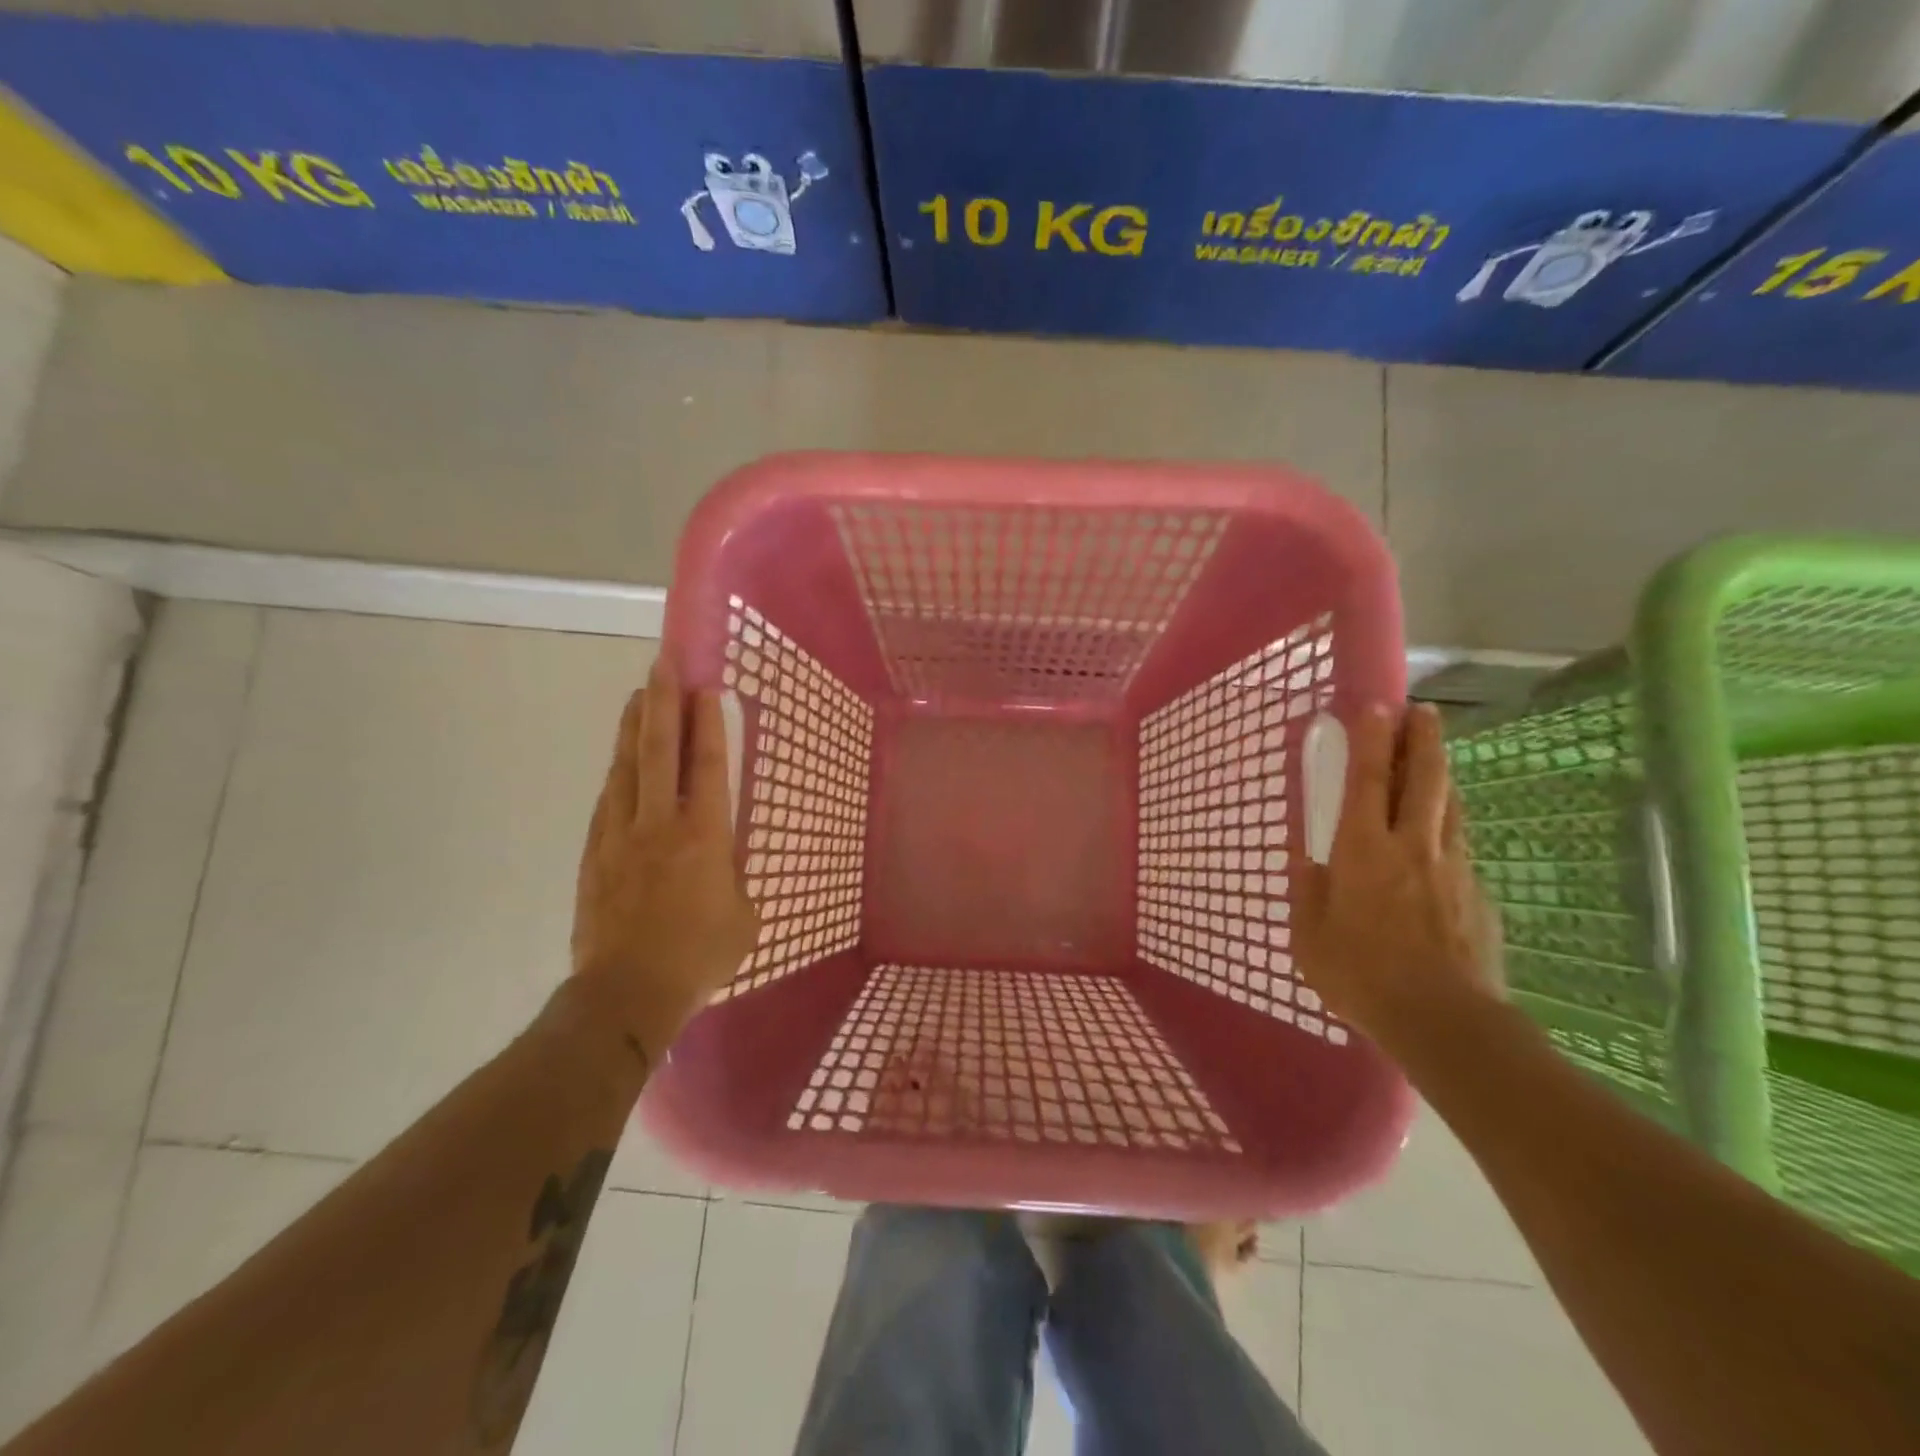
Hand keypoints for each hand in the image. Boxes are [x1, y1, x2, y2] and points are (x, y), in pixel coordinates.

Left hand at [571, 657, 758, 1059]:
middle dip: (663, 704)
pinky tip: (620, 759)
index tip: (705, 687)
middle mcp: (661, 824)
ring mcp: (621, 836)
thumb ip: (733, 875)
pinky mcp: (595, 854)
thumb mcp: (743, 915)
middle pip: (659, 751)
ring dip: (634, 728)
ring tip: (639, 694)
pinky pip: (608, 800)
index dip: (707, 723)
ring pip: (626, 768)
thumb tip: (722, 860)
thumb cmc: (699, 956)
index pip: (708, 765)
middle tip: (663, 664)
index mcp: (705, 836)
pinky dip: (617, 772)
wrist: (627, 992)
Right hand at [1294, 702, 1502, 1050]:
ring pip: (1450, 806)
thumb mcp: (1310, 938)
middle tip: (1422, 711)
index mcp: (1364, 852)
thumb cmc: (1363, 977)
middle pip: (1424, 779)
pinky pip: (1459, 845)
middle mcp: (1412, 847)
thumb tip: (1303, 856)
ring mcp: (1452, 868)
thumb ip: (1307, 891)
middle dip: (1422, 740)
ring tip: (1434, 757)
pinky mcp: (1477, 894)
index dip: (1372, 741)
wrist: (1447, 1023)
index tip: (1376, 707)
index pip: (1368, 781)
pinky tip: (1440, 834)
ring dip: (1441, 774)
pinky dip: (1448, 824)